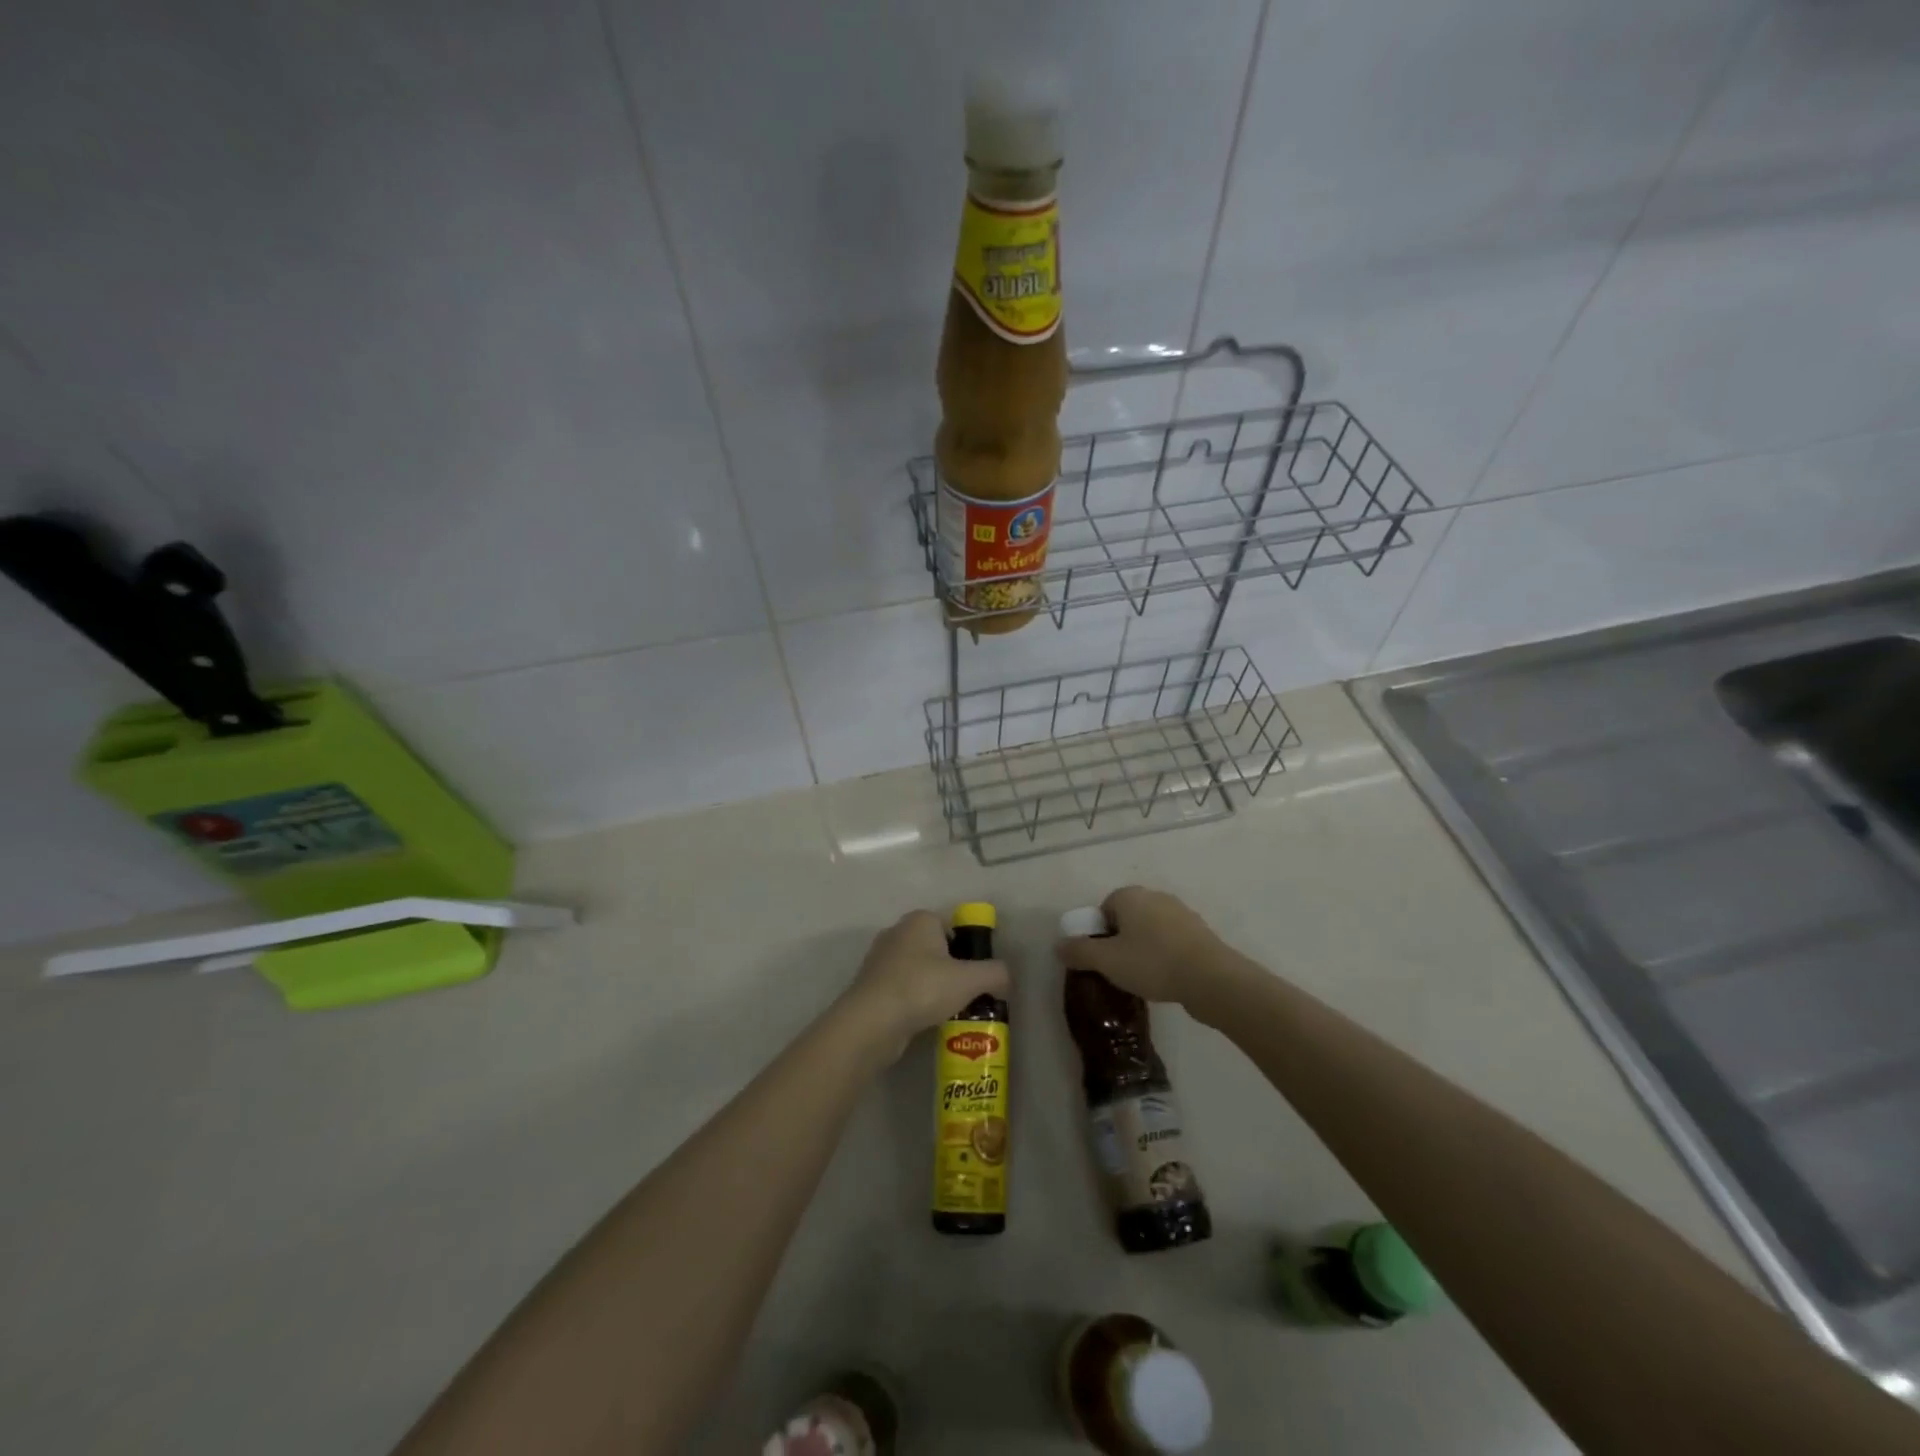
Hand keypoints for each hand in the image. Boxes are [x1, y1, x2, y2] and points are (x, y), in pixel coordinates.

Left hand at [839, 911, 1008, 1065]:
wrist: (871, 1021)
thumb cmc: (923, 988)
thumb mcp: (970, 979)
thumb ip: (996, 973)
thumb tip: (1005, 977)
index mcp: (920, 920)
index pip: (953, 926)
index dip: (970, 949)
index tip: (978, 974)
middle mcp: (898, 932)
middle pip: (936, 948)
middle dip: (953, 969)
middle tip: (968, 994)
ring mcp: (880, 959)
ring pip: (918, 970)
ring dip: (933, 987)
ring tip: (949, 1011)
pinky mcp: (870, 985)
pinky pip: (902, 989)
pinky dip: (915, 1001)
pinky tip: (925, 1021)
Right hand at [1055, 887, 1234, 1006]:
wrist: (1211, 979)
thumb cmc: (1152, 963)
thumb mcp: (1107, 961)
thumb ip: (1079, 952)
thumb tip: (1058, 946)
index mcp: (1130, 896)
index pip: (1104, 907)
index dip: (1099, 933)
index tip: (1101, 958)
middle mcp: (1155, 896)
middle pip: (1127, 917)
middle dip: (1120, 940)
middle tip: (1118, 969)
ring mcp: (1181, 912)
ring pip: (1151, 929)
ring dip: (1143, 948)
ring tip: (1142, 977)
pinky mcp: (1200, 932)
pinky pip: (1171, 941)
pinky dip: (1165, 955)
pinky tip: (1166, 978)